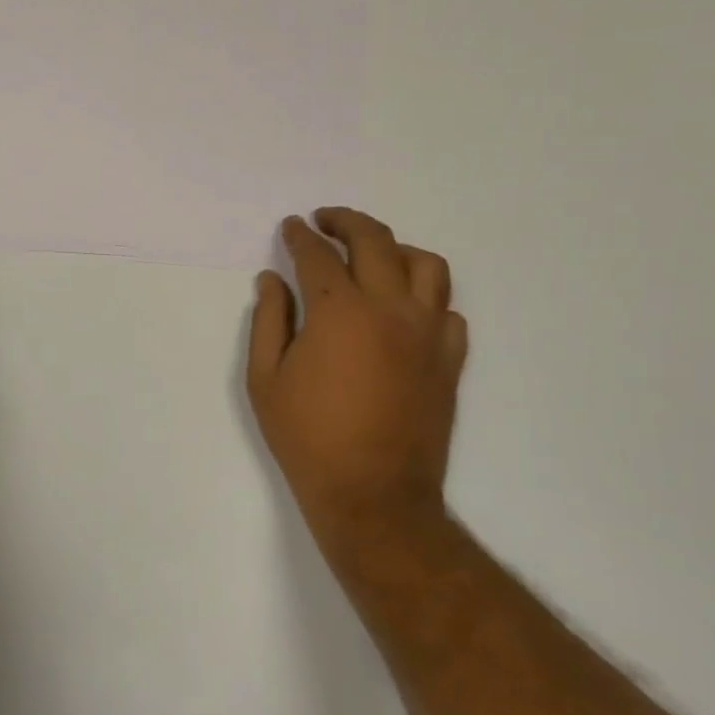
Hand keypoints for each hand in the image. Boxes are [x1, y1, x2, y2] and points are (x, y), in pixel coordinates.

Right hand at [246, 208, 469, 554]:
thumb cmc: (307, 436)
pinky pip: (448, 310)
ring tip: (372, 254)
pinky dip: (425, 296)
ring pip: (427, 265)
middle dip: (346, 222)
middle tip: (325, 220)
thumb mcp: (264, 379)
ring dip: (395, 248)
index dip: (300, 236)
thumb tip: (272, 280)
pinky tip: (404, 308)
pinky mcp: (450, 360)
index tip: (290, 227)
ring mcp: (428, 333)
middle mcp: (391, 309)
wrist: (373, 494)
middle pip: (375, 241)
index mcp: (339, 311)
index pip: (318, 255)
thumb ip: (268, 320)